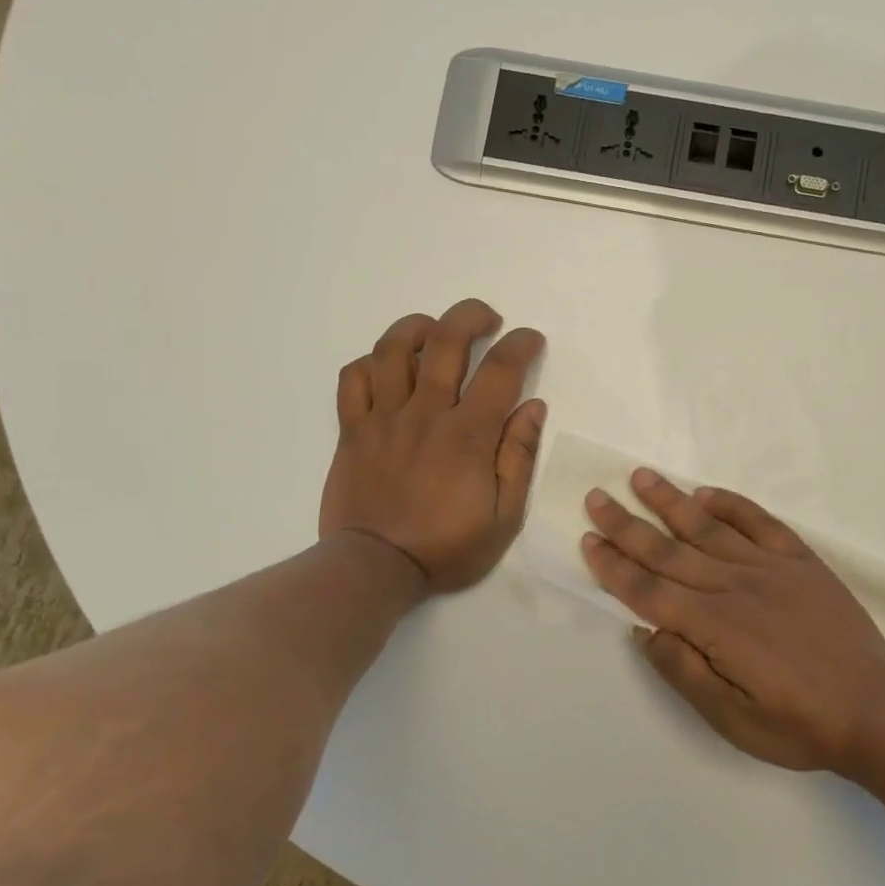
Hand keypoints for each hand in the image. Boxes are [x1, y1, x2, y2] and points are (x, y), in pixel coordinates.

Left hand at [321, 298, 545, 593]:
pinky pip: (353, 379)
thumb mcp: (504, 517)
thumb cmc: (446, 547)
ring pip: (393, 349)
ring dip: (418, 327)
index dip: (521, 344)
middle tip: (488, 320)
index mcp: (468, 435)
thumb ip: (519, 458)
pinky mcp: (352, 430)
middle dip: (471, 316)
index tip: (531, 340)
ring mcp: (383, 418)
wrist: (375, 569)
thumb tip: (533, 407)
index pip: (500, 369)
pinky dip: (370, 362)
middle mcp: (425, 414)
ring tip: (434, 330)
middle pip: (445, 340)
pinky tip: (387, 367)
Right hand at [581, 470, 884, 773]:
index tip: (588, 539)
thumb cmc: (799, 724)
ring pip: (708, 527)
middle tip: (596, 496)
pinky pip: (760, 523)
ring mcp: (770, 568)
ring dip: (670, 501)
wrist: (876, 710)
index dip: (614, 566)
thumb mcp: (732, 720)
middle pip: (668, 550)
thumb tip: (645, 631)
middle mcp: (734, 587)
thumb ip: (684, 672)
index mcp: (713, 627)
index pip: (648, 590)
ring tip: (641, 477)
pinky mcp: (801, 561)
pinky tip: (706, 493)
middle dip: (627, 524)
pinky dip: (731, 505)